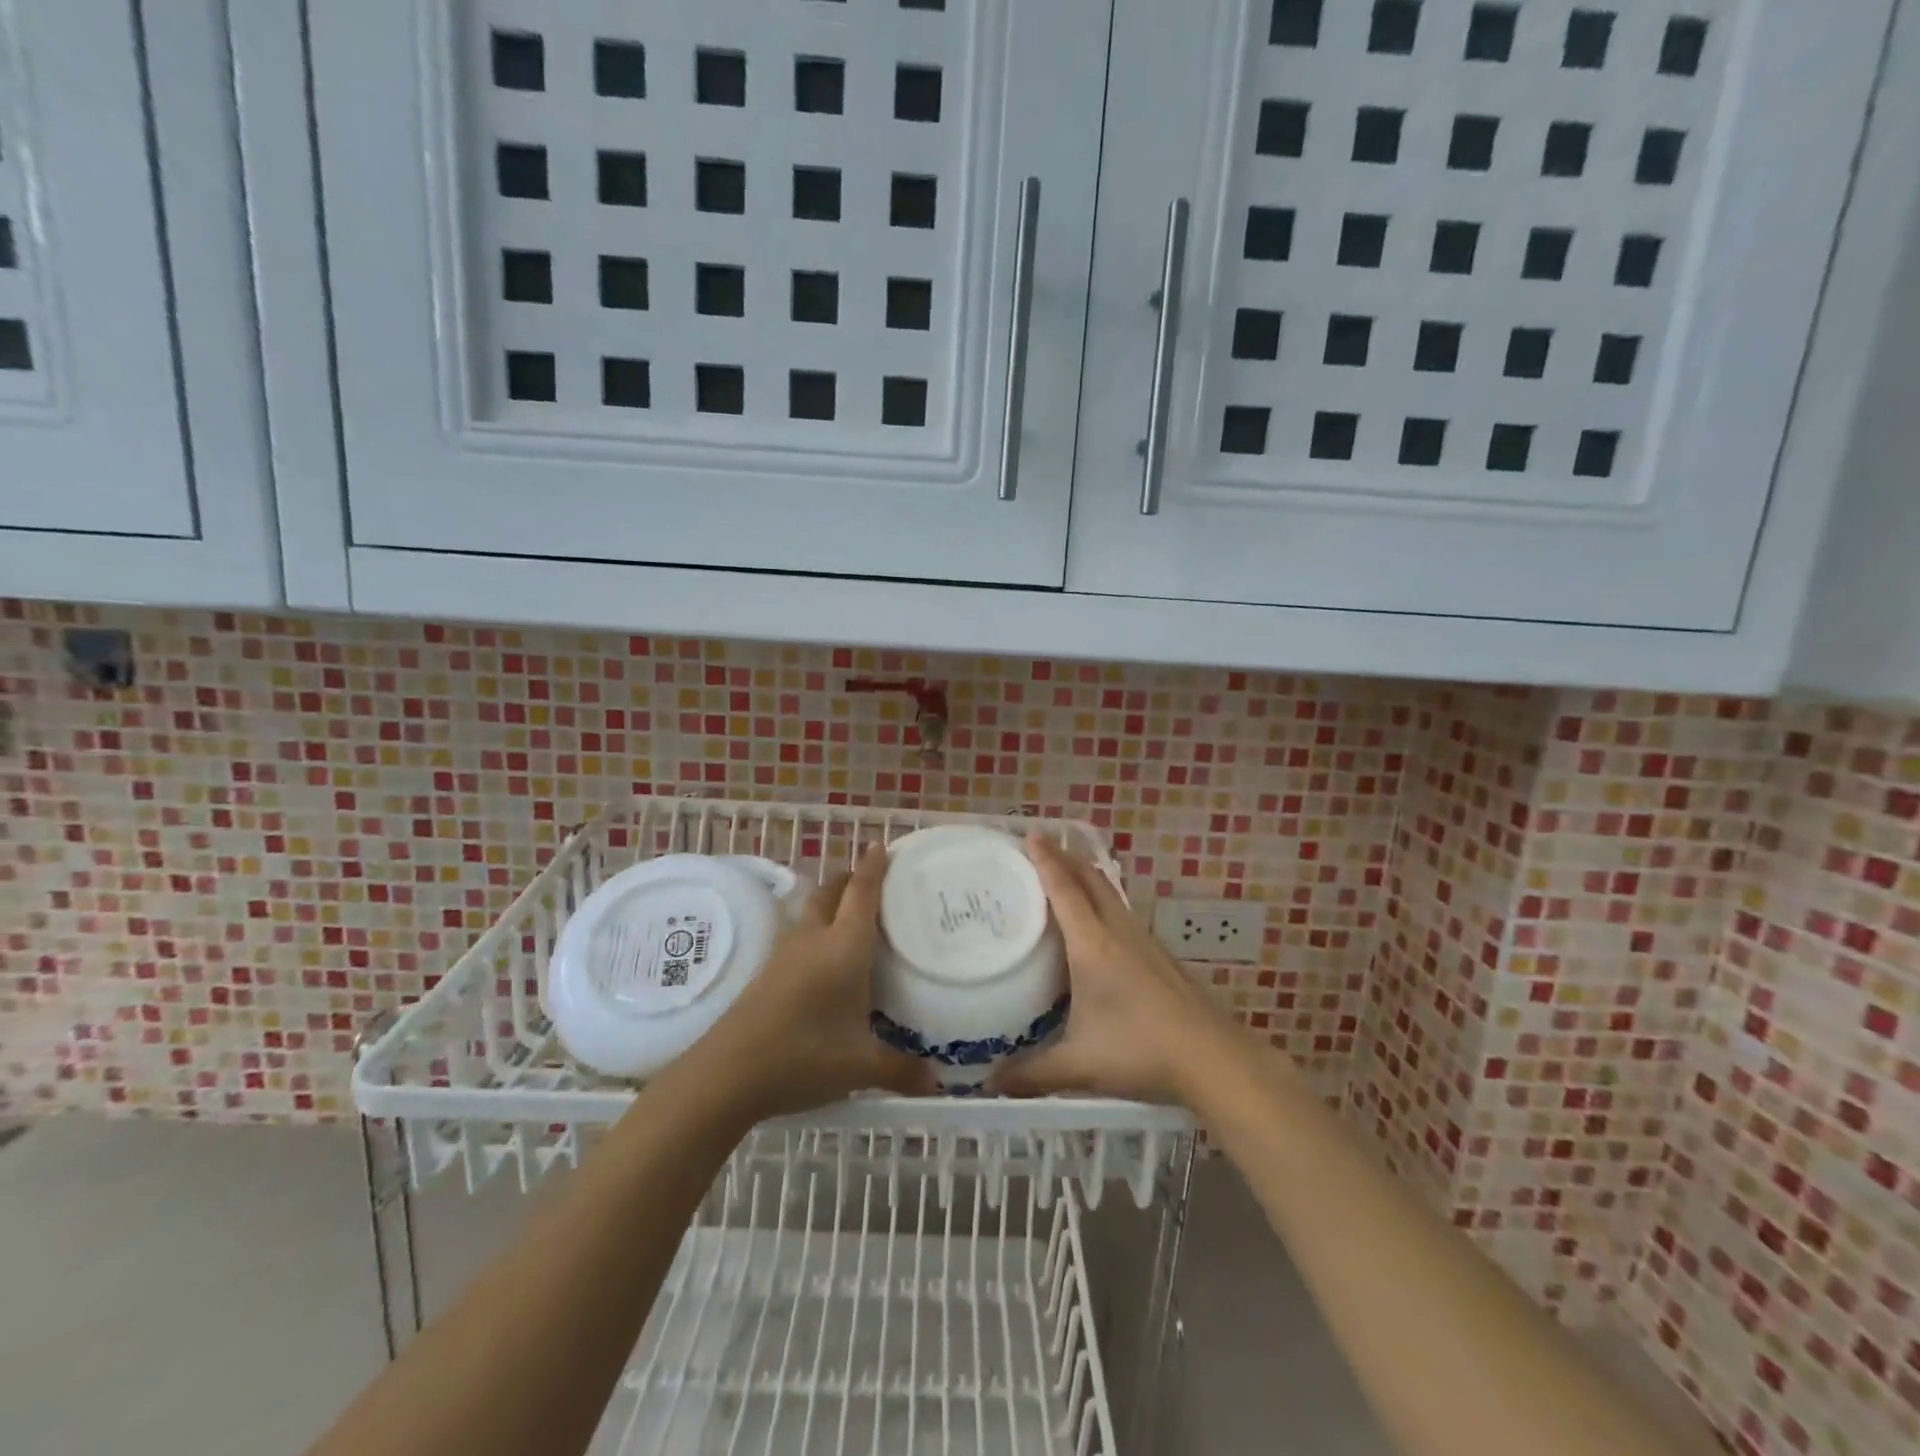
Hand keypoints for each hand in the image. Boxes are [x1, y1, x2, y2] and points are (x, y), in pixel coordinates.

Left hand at [693, 845, 934, 1119]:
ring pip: (812, 909)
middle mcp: (815, 939)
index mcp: (844, 947)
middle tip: (873, 879)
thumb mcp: (860, 1067)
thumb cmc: (803, 1056)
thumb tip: (937, 1084)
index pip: (862, 893)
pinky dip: (816, 927)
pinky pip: (799, 932)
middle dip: (851, 878)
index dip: (874, 867)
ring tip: (851, 912)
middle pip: (832, 891)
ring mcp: (786, 953)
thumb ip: (901, 1070)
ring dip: (831, 900)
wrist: (727, 1073)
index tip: (883, 845)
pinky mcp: (768, 971)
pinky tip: (823, 955)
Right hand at [991, 834, 1234, 1103]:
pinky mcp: (1160, 957)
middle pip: (1091, 880)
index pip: (1065, 889)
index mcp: (1093, 945)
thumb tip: (990, 1084)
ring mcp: (1144, 942)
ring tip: (1066, 878)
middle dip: (1066, 858)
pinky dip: (1104, 902)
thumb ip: (1032, 1072)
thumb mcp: (1079, 1065)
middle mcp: (1118, 932)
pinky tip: (1100, 926)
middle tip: (1041, 848)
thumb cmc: (1141, 1051)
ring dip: (1087, 878)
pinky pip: (1123, 913)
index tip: (1031, 833)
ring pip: (1111, 894)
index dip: (1046, 860)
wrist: (1213, 1058)